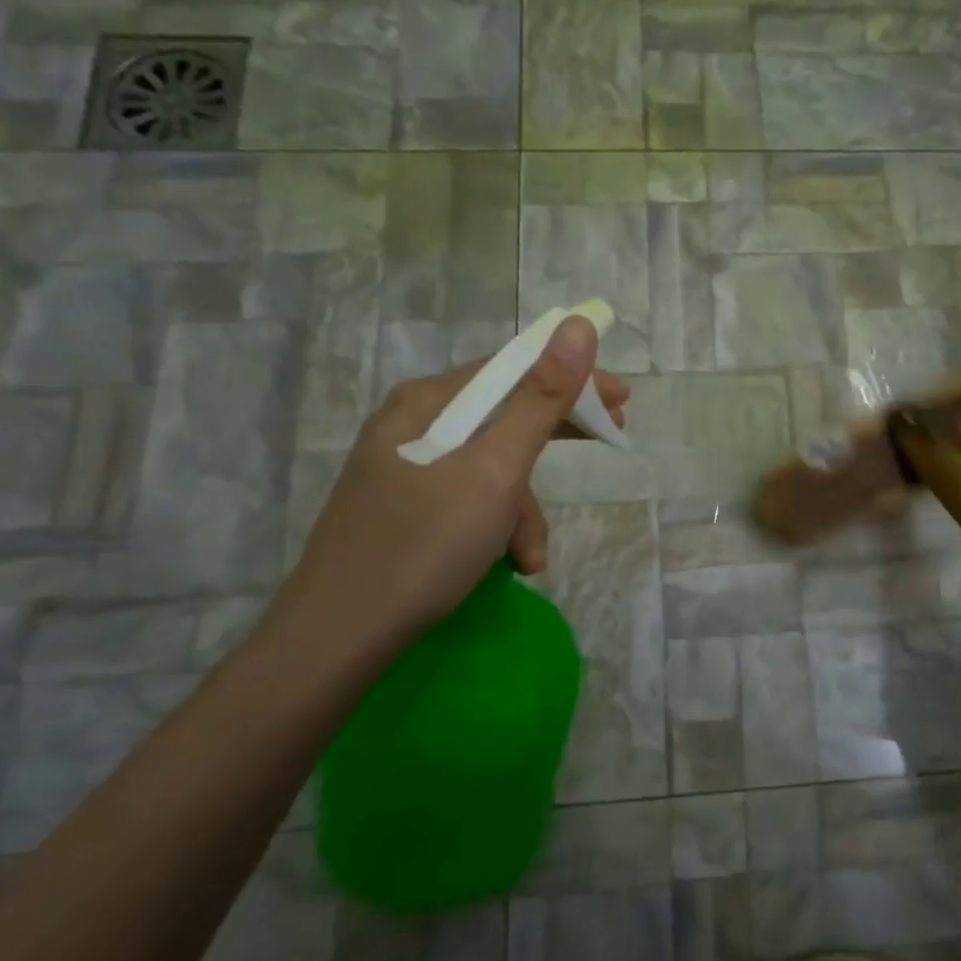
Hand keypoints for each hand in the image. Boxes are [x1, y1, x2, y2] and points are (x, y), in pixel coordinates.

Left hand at [266, 316, 627, 664]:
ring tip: (531, 556)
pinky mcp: (404, 506)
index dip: (572, 379)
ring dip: (523, 507)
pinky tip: (507, 562)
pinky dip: (496, 524)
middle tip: (610, 440)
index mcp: (429, 402)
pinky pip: (468, 497)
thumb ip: (540, 400)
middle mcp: (414, 423)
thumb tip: (578, 326)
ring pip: (489, 466)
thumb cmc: (424, 544)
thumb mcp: (495, 470)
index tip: (622, 401)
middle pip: (503, 413)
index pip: (513, 369)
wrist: (338, 633)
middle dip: (555, 435)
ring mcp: (405, 467)